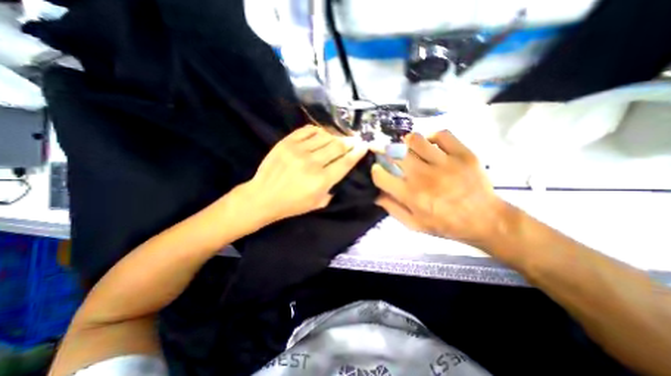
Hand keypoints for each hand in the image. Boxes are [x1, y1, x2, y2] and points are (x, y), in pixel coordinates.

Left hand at [243, 127, 365, 224]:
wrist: (263, 196)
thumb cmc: (292, 204)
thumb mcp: (317, 203)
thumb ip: (332, 189)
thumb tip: (339, 172)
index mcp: (321, 181)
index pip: (345, 162)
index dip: (357, 153)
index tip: (364, 146)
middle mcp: (312, 163)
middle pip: (337, 146)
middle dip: (349, 142)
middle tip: (354, 140)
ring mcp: (298, 150)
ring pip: (324, 136)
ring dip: (334, 136)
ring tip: (338, 138)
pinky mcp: (286, 143)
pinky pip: (307, 130)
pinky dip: (317, 131)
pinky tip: (321, 134)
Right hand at [372, 131, 514, 245]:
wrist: (485, 220)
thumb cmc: (445, 224)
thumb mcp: (414, 224)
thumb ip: (392, 208)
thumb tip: (376, 194)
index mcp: (411, 195)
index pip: (381, 175)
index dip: (375, 171)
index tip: (378, 170)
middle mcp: (424, 176)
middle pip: (395, 153)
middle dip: (386, 152)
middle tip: (389, 154)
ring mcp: (445, 162)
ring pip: (416, 140)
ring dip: (407, 143)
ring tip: (410, 149)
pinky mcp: (463, 154)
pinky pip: (442, 134)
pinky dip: (432, 137)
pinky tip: (431, 145)